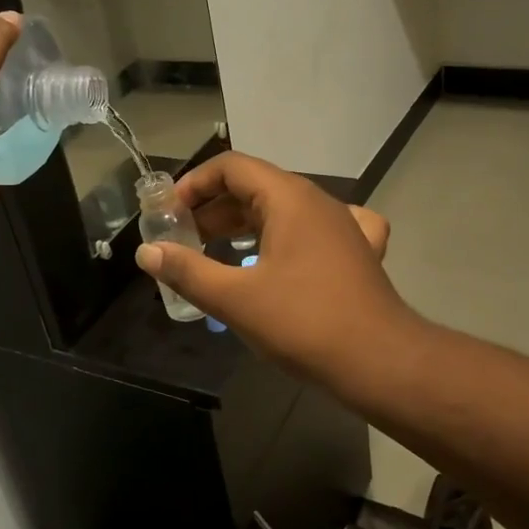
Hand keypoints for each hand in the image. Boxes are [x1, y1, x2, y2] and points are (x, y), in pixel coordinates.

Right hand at [134, 152, 414, 385]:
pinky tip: (284, 253)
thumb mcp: (235, 298)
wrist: (380, 361)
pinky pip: (316, 230)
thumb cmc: (303, 323)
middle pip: (256, 186)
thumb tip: (147, 252)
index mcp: (289, 198)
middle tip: (184, 239)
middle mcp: (318, 201)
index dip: (194, 184)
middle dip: (214, 209)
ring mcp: (343, 225)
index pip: (232, 167)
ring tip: (215, 252)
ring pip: (284, 209)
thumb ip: (187, 270)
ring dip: (245, 224)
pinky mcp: (358, 251)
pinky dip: (288, 236)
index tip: (169, 213)